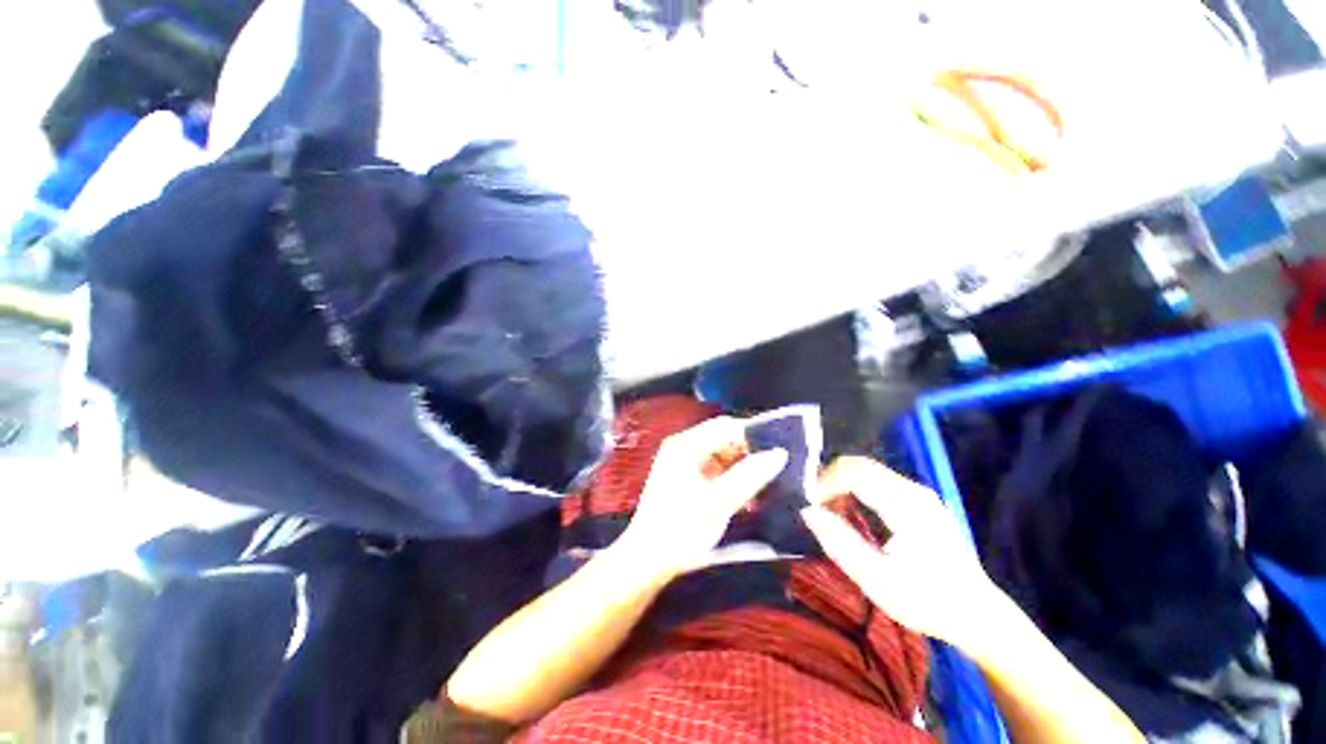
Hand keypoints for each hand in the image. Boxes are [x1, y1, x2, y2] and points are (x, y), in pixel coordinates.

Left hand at [618, 417, 787, 579]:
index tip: (779, 449)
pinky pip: (714, 469)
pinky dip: (731, 477)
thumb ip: (750, 476)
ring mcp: (682, 463)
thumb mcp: (719, 502)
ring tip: (767, 480)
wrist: (647, 560)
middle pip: (722, 438)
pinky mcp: (685, 478)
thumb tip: (779, 454)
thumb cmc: (682, 528)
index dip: (752, 434)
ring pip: (720, 454)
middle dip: (749, 451)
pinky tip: (748, 492)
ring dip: (742, 466)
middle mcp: (683, 447)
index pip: (725, 427)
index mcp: (686, 445)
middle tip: (777, 466)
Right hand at [801, 456, 999, 648]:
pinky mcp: (923, 501)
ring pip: (870, 470)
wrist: (978, 614)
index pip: (855, 473)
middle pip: (861, 465)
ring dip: (844, 481)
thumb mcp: (877, 581)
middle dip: (832, 478)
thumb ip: (839, 544)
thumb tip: (809, 511)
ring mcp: (922, 494)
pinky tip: (853, 508)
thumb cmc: (926, 602)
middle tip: (816, 502)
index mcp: (906, 507)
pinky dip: (859, 487)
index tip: (812, 503)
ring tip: (830, 506)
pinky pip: (881, 480)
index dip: (826, 482)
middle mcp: (915, 492)